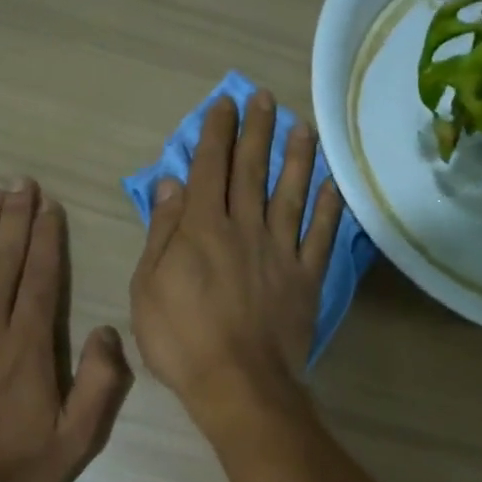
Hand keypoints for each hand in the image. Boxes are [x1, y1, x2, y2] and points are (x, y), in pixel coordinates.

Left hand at [0, 182, 132, 481]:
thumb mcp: (76, 441)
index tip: (50, 206)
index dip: (46, 239)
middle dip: (15, 220)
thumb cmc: (12, 471)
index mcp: (27, 347)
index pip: (40, 279)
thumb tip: (107, 331)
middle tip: (21, 183)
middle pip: (3, 263)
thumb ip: (99, 385)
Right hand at [129, 92, 342, 429]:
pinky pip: (320, 236)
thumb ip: (162, 232)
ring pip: (290, 194)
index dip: (215, 133)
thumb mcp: (148, 287)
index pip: (209, 168)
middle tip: (264, 98)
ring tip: (302, 126)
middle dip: (255, 131)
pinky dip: (328, 209)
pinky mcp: (306, 277)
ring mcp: (280, 251)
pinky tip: (333, 185)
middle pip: (250, 171)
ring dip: (296, 158)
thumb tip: (171, 184)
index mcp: (202, 228)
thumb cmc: (181, 339)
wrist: (238, 383)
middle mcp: (244, 228)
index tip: (224, 104)